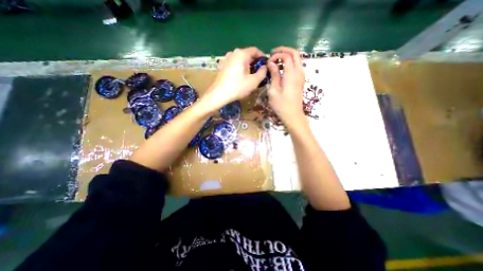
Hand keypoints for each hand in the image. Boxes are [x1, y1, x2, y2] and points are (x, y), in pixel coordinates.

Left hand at [202, 47, 267, 109]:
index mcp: (241, 54)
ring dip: (247, 65)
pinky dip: (239, 68)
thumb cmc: (237, 87)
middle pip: (247, 54)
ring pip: (240, 59)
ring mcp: (226, 59)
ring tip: (250, 75)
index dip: (262, 57)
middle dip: (254, 62)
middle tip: (259, 72)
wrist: (219, 94)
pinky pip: (234, 63)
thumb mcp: (254, 82)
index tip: (266, 65)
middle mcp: (233, 53)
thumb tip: (265, 67)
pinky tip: (240, 77)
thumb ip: (262, 72)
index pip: (255, 50)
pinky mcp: (222, 66)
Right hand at [268, 47, 304, 125]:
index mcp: (291, 74)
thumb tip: (271, 63)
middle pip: (295, 53)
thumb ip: (274, 75)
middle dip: (284, 50)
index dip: (277, 55)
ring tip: (277, 61)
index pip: (286, 56)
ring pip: (297, 58)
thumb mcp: (273, 91)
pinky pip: (297, 66)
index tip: (268, 61)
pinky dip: (290, 63)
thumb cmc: (281, 105)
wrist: (293, 115)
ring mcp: (301, 76)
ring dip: (288, 56)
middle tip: (273, 53)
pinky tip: (282, 69)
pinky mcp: (301, 80)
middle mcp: (299, 72)